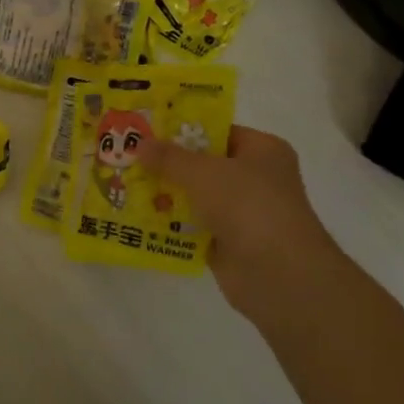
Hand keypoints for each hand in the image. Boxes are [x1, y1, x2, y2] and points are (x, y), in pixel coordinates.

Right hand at [141, 125, 337, 282]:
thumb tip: (140, 144)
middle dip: (168, 164)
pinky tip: (139, 217)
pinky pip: (193, 226)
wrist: (277, 273)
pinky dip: (171, 224)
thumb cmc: (247, 205)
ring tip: (126, 185)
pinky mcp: (229, 243)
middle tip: (129, 157)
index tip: (147, 130)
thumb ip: (169, 157)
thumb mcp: (202, 172)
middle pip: (204, 164)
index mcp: (263, 151)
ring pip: (196, 197)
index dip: (183, 129)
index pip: (218, 132)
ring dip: (166, 194)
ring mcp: (243, 213)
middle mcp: (256, 178)